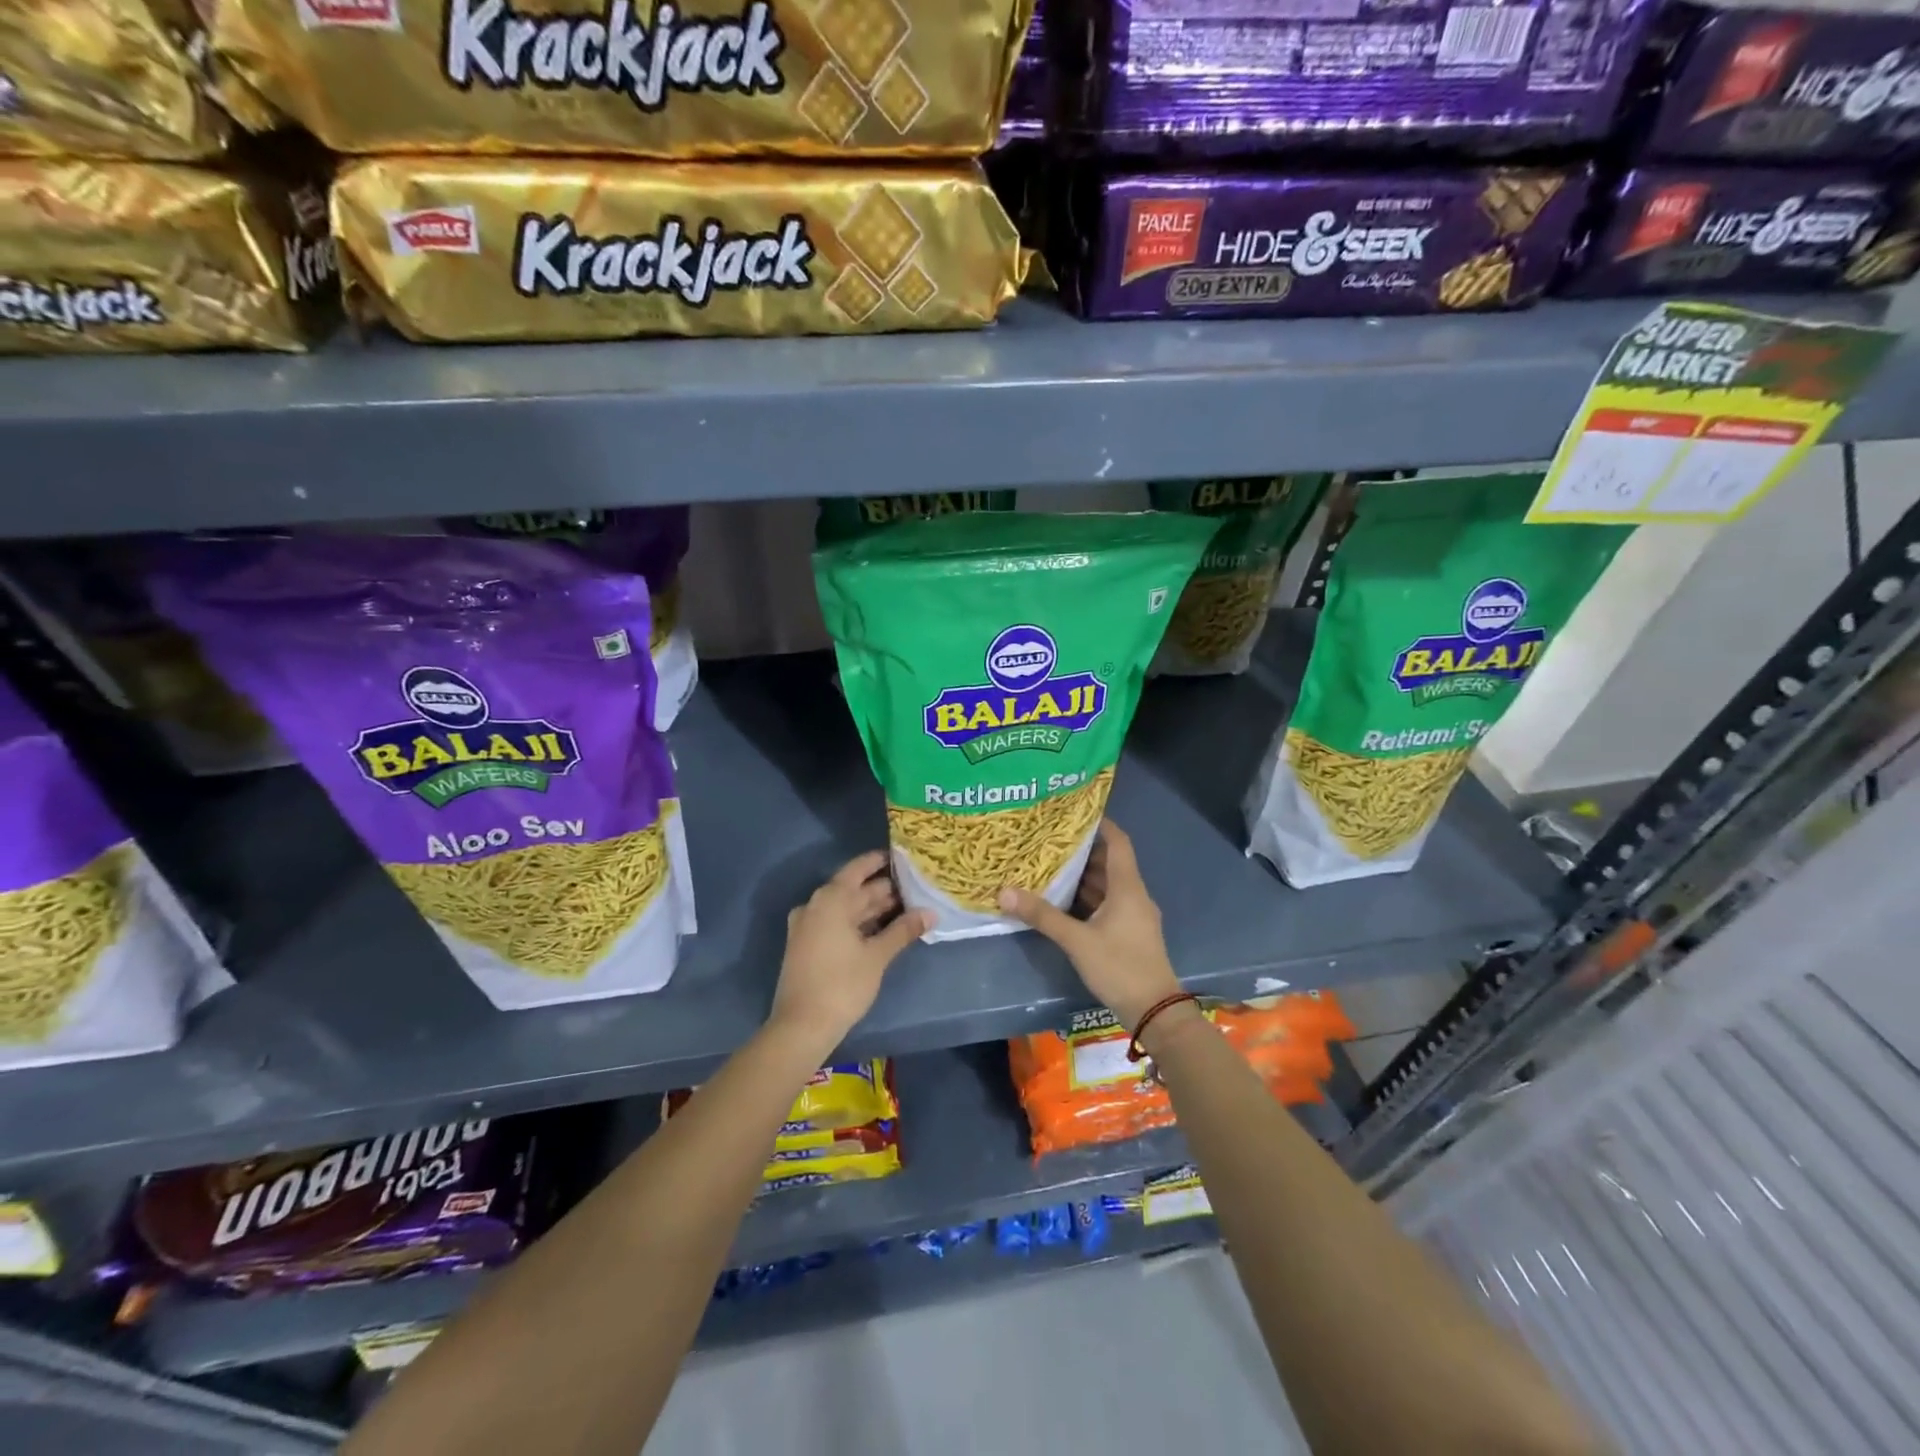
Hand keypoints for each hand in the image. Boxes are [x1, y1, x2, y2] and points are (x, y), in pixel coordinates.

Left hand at [769, 851, 930, 1052]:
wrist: (801, 1026)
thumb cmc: (842, 984)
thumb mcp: (877, 956)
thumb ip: (903, 930)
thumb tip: (930, 913)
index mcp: (831, 899)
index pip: (859, 869)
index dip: (880, 862)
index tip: (903, 859)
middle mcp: (815, 905)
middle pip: (853, 889)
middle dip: (882, 889)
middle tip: (914, 888)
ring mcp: (808, 926)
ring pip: (845, 908)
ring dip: (871, 908)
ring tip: (905, 907)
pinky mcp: (806, 945)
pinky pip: (836, 923)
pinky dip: (857, 923)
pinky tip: (881, 929)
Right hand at [998, 820, 1182, 1028]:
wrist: (1155, 1011)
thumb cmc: (1120, 967)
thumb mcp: (1077, 941)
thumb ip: (1042, 916)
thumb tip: (1004, 891)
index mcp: (1127, 887)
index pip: (1118, 841)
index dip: (1099, 824)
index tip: (1073, 812)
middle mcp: (1133, 895)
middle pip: (1109, 862)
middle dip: (1081, 850)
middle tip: (1048, 839)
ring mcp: (1133, 915)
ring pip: (1106, 885)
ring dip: (1082, 875)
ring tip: (1048, 864)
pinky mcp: (1129, 932)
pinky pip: (1106, 904)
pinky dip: (1086, 897)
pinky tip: (1061, 899)